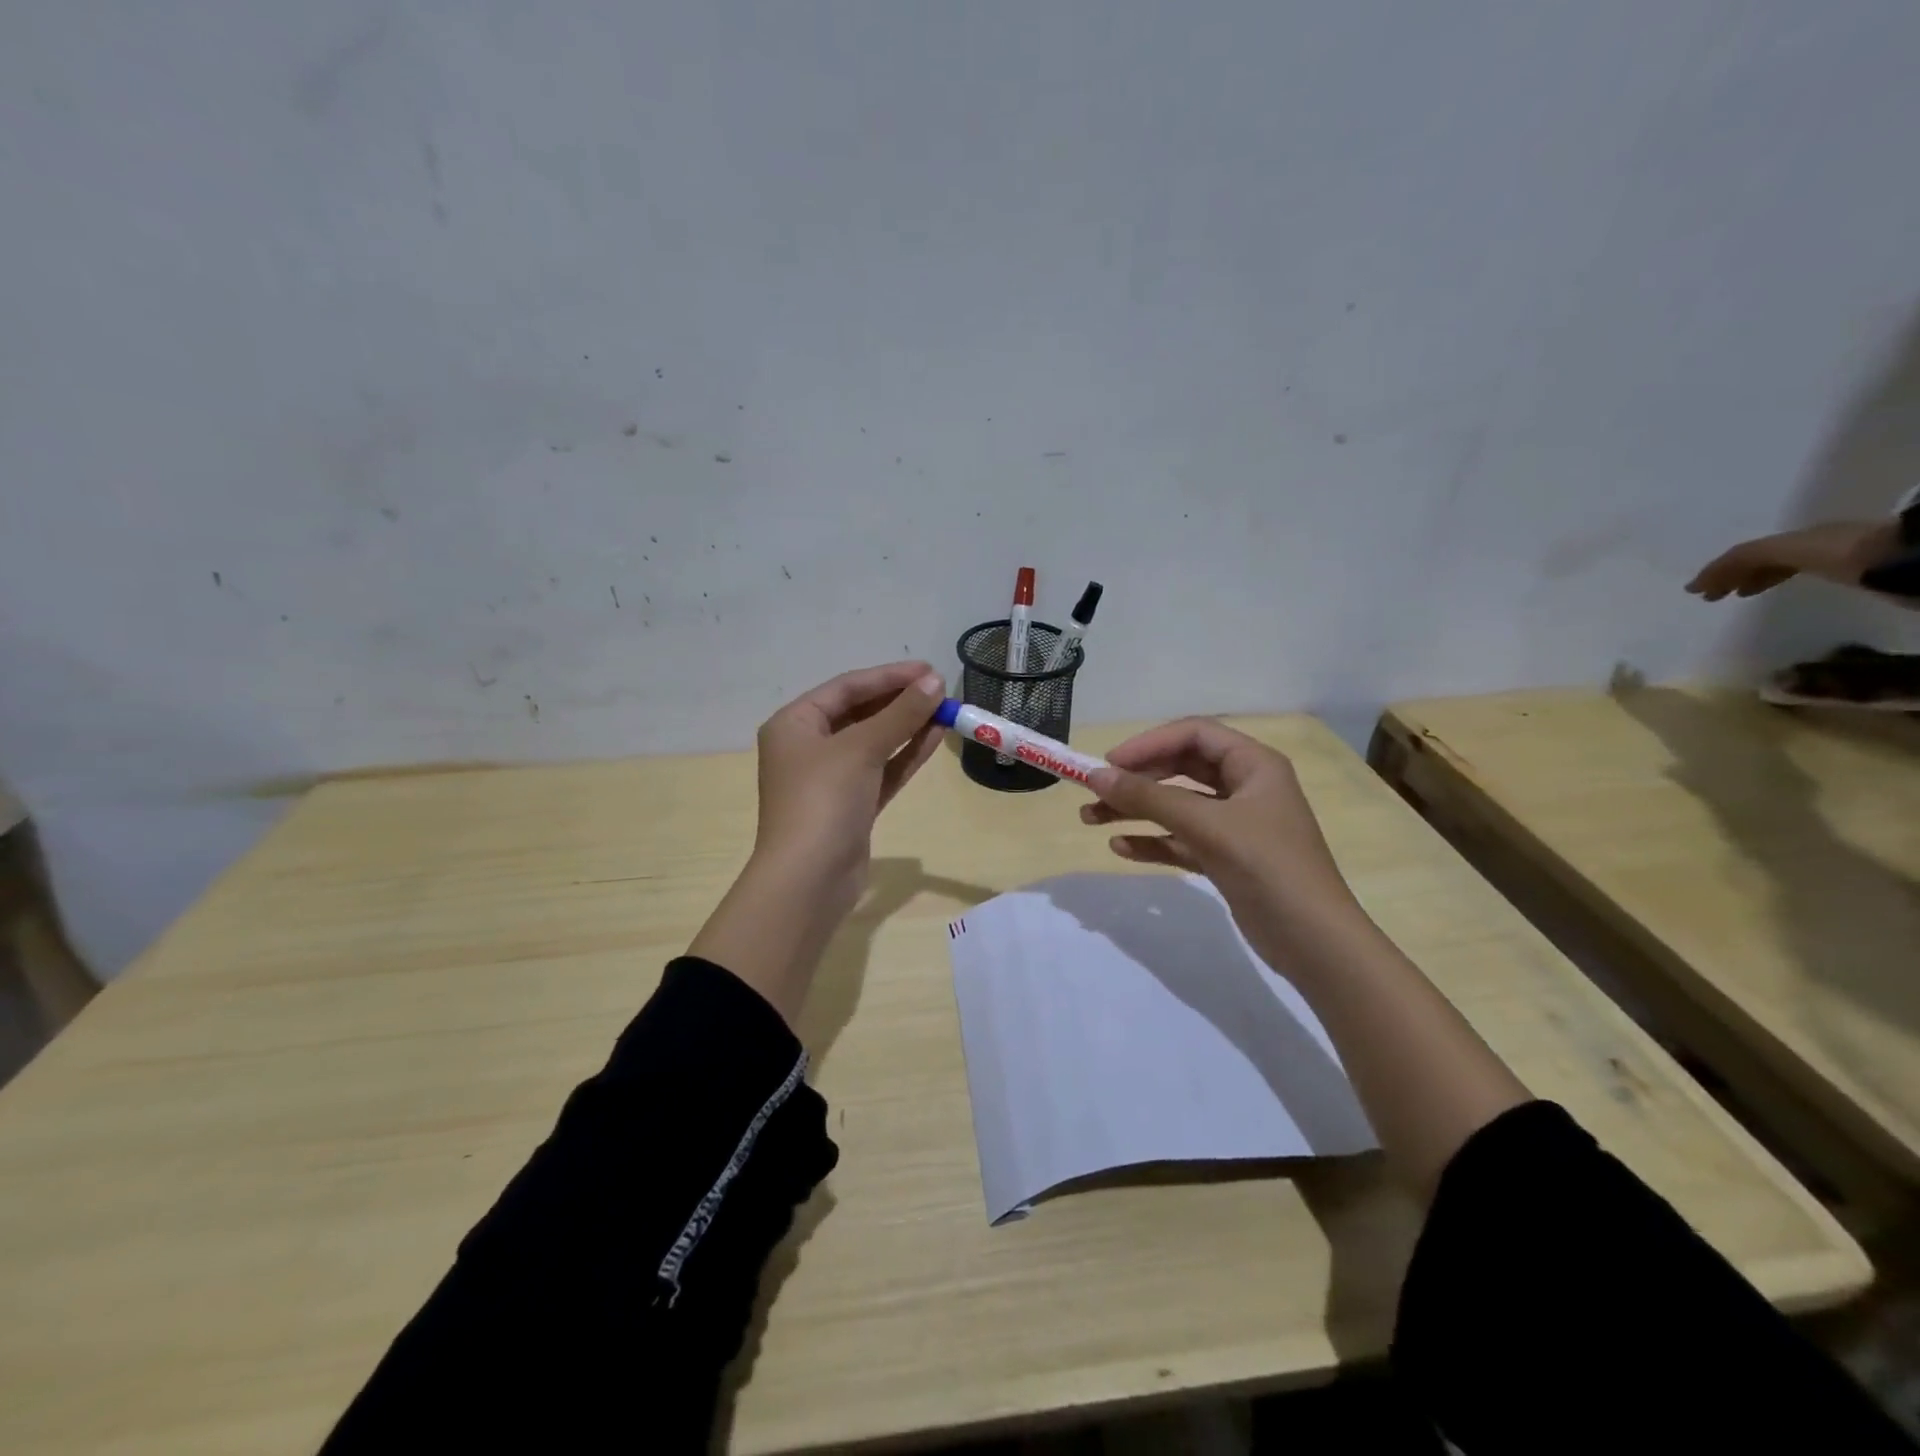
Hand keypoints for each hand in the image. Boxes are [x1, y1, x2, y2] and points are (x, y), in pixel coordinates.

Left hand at [752, 660, 945, 908]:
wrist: (808, 880)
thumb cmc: (823, 801)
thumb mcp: (861, 749)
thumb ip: (900, 714)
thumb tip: (936, 681)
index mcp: (794, 724)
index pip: (847, 688)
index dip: (889, 677)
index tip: (929, 670)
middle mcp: (808, 747)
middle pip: (860, 713)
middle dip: (900, 701)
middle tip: (941, 689)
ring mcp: (829, 778)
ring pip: (874, 742)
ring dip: (907, 726)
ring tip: (945, 710)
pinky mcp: (850, 805)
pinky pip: (881, 770)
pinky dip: (905, 754)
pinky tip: (935, 737)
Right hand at [1080, 717, 1361, 963]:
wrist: (1315, 943)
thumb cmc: (1268, 867)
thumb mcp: (1207, 826)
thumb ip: (1149, 799)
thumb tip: (1095, 776)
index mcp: (1254, 764)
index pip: (1193, 735)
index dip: (1148, 744)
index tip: (1108, 764)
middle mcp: (1245, 787)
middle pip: (1180, 768)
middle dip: (1136, 779)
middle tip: (1094, 791)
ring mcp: (1235, 824)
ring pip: (1176, 805)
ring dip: (1136, 810)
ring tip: (1091, 818)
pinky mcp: (1226, 858)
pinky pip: (1181, 839)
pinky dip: (1152, 841)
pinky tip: (1121, 847)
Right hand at [1686, 521, 1894, 600]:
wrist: (1911, 557)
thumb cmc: (1845, 552)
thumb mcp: (1790, 550)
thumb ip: (1746, 558)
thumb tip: (1699, 579)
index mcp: (1794, 537)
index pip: (1746, 552)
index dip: (1717, 570)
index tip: (1693, 590)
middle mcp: (1809, 542)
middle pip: (1763, 557)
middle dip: (1732, 574)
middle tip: (1709, 596)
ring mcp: (1833, 556)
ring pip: (1781, 566)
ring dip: (1753, 579)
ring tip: (1736, 595)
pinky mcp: (1851, 572)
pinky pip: (1799, 574)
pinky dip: (1776, 581)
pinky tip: (1772, 591)